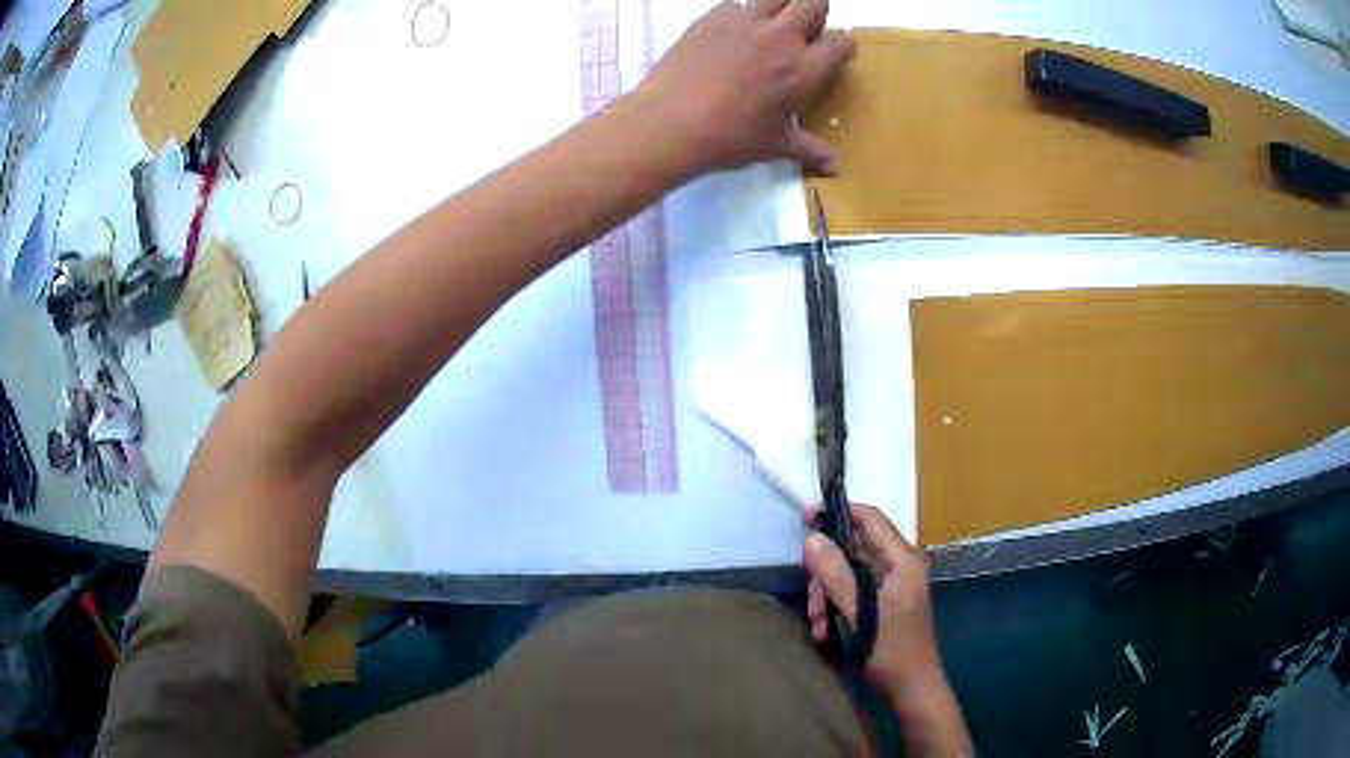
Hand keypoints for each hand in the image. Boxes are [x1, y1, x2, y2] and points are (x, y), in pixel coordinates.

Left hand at [637, 0, 855, 175]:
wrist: (669, 123)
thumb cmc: (730, 139)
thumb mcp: (775, 146)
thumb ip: (809, 149)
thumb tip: (835, 167)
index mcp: (803, 69)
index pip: (840, 41)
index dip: (842, 47)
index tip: (833, 55)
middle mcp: (780, 37)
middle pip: (813, 1)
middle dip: (815, 13)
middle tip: (803, 32)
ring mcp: (744, 22)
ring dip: (780, 6)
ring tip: (769, 27)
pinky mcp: (711, 18)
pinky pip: (734, 4)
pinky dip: (739, 15)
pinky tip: (729, 36)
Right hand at [803, 504, 946, 700]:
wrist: (913, 687)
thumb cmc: (891, 650)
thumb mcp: (859, 614)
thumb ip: (836, 575)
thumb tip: (812, 538)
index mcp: (903, 560)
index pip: (869, 518)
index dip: (837, 513)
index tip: (805, 518)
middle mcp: (900, 565)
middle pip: (853, 549)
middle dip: (826, 574)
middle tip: (812, 603)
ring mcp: (893, 584)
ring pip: (849, 573)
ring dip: (828, 596)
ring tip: (818, 624)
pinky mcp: (886, 601)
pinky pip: (854, 591)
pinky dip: (837, 607)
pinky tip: (826, 631)